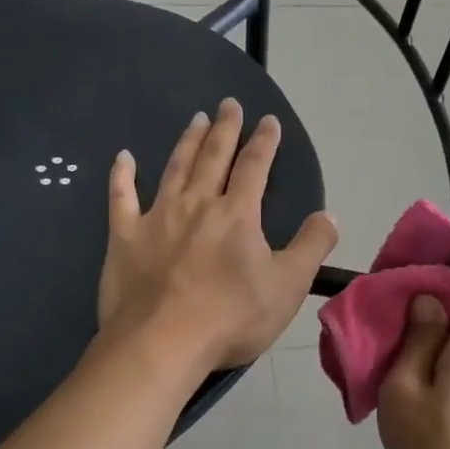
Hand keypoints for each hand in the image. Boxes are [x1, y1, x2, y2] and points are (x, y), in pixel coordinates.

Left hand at [99, 98, 338, 373]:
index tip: (269, 121)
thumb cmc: (232, 318)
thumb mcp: (288, 286)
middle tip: (228, 104)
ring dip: (186, 142)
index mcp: (237, 214)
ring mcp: (156, 218)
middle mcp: (197, 204)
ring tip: (195, 119)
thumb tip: (329, 216)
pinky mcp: (124, 238)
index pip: (255, 167)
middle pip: (213, 157)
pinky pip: (120, 198)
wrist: (163, 344)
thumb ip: (311, 246)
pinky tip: (123, 158)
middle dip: (225, 128)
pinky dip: (122, 176)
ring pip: (174, 169)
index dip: (264, 142)